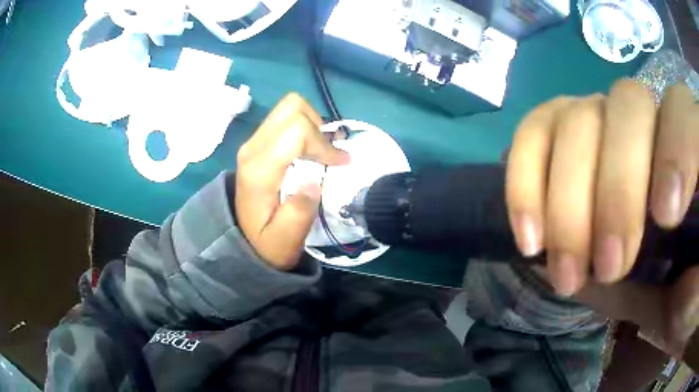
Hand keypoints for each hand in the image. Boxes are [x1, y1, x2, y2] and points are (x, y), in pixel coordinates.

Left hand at [235, 94, 349, 269]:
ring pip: (288, 107)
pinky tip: (308, 150)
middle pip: (292, 108)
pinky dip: (303, 126)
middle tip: (327, 155)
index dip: (323, 143)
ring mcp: (253, 142)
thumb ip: (298, 214)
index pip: (296, 131)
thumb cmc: (266, 243)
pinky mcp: (258, 142)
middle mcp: (253, 147)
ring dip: (311, 124)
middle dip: (317, 127)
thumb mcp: (284, 241)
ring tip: (319, 151)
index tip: (339, 164)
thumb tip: (314, 182)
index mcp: (259, 169)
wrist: (241, 239)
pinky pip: (284, 118)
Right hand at [506, 80, 698, 295]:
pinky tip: (530, 238)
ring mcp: (605, 121)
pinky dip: (525, 180)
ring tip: (565, 271)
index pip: (683, 111)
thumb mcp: (689, 295)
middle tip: (607, 269)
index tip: (664, 218)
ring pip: (576, 117)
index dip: (676, 148)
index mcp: (693, 151)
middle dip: (615, 191)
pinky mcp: (565, 140)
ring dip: (565, 200)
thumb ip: (691, 270)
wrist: (655, 291)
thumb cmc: (680, 298)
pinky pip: (535, 133)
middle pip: (626, 107)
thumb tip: (673, 249)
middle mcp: (650, 118)